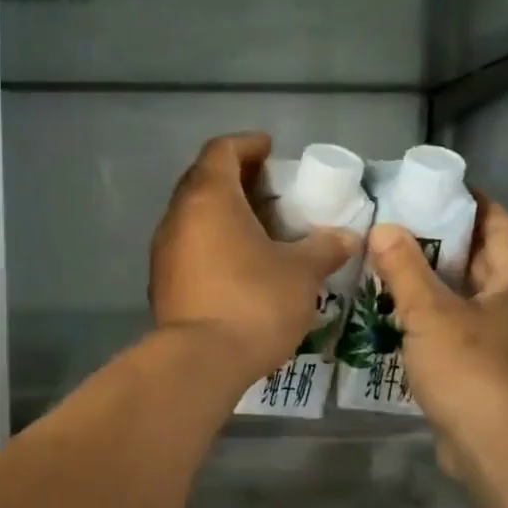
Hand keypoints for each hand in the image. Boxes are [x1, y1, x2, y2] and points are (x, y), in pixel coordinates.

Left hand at [150, 133, 356, 383]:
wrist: (199, 362)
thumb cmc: (253, 302)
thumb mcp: (301, 272)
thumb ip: (324, 248)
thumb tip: (346, 237)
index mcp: (209, 198)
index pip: (222, 150)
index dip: (248, 144)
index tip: (271, 150)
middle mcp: (178, 217)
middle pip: (204, 182)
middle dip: (238, 180)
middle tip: (271, 192)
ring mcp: (164, 253)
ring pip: (195, 218)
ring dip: (225, 217)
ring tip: (261, 231)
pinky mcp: (162, 285)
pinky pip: (189, 250)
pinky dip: (213, 246)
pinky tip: (240, 268)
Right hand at [365, 197, 507, 477]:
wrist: (497, 449)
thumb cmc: (470, 370)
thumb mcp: (429, 314)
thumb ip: (405, 269)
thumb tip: (384, 228)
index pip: (502, 226)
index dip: (476, 203)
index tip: (441, 188)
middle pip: (485, 261)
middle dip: (449, 241)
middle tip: (403, 227)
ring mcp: (505, 343)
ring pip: (469, 299)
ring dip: (437, 282)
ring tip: (393, 269)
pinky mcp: (488, 373)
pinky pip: (459, 330)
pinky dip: (434, 318)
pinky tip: (400, 320)